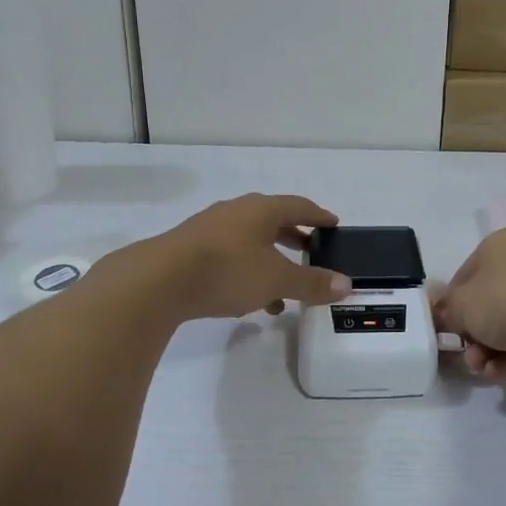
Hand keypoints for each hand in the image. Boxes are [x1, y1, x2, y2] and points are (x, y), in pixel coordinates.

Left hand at [138, 194, 351, 321]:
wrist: (158, 281)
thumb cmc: (227, 270)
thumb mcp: (277, 280)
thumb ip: (312, 283)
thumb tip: (347, 284)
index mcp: (261, 209)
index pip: (299, 206)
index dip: (319, 216)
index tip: (333, 224)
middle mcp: (237, 211)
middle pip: (273, 220)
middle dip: (294, 237)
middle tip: (312, 251)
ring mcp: (210, 228)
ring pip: (250, 241)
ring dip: (270, 260)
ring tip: (283, 291)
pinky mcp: (190, 249)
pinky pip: (229, 255)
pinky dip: (246, 271)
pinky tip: (248, 299)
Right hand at [433, 229, 505, 380]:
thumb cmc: (502, 300)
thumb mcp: (461, 306)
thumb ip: (447, 310)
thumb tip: (441, 314)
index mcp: (500, 245)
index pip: (467, 274)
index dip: (452, 303)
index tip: (446, 328)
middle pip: (489, 302)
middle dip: (474, 335)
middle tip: (467, 356)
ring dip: (491, 350)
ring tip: (484, 370)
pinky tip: (502, 373)